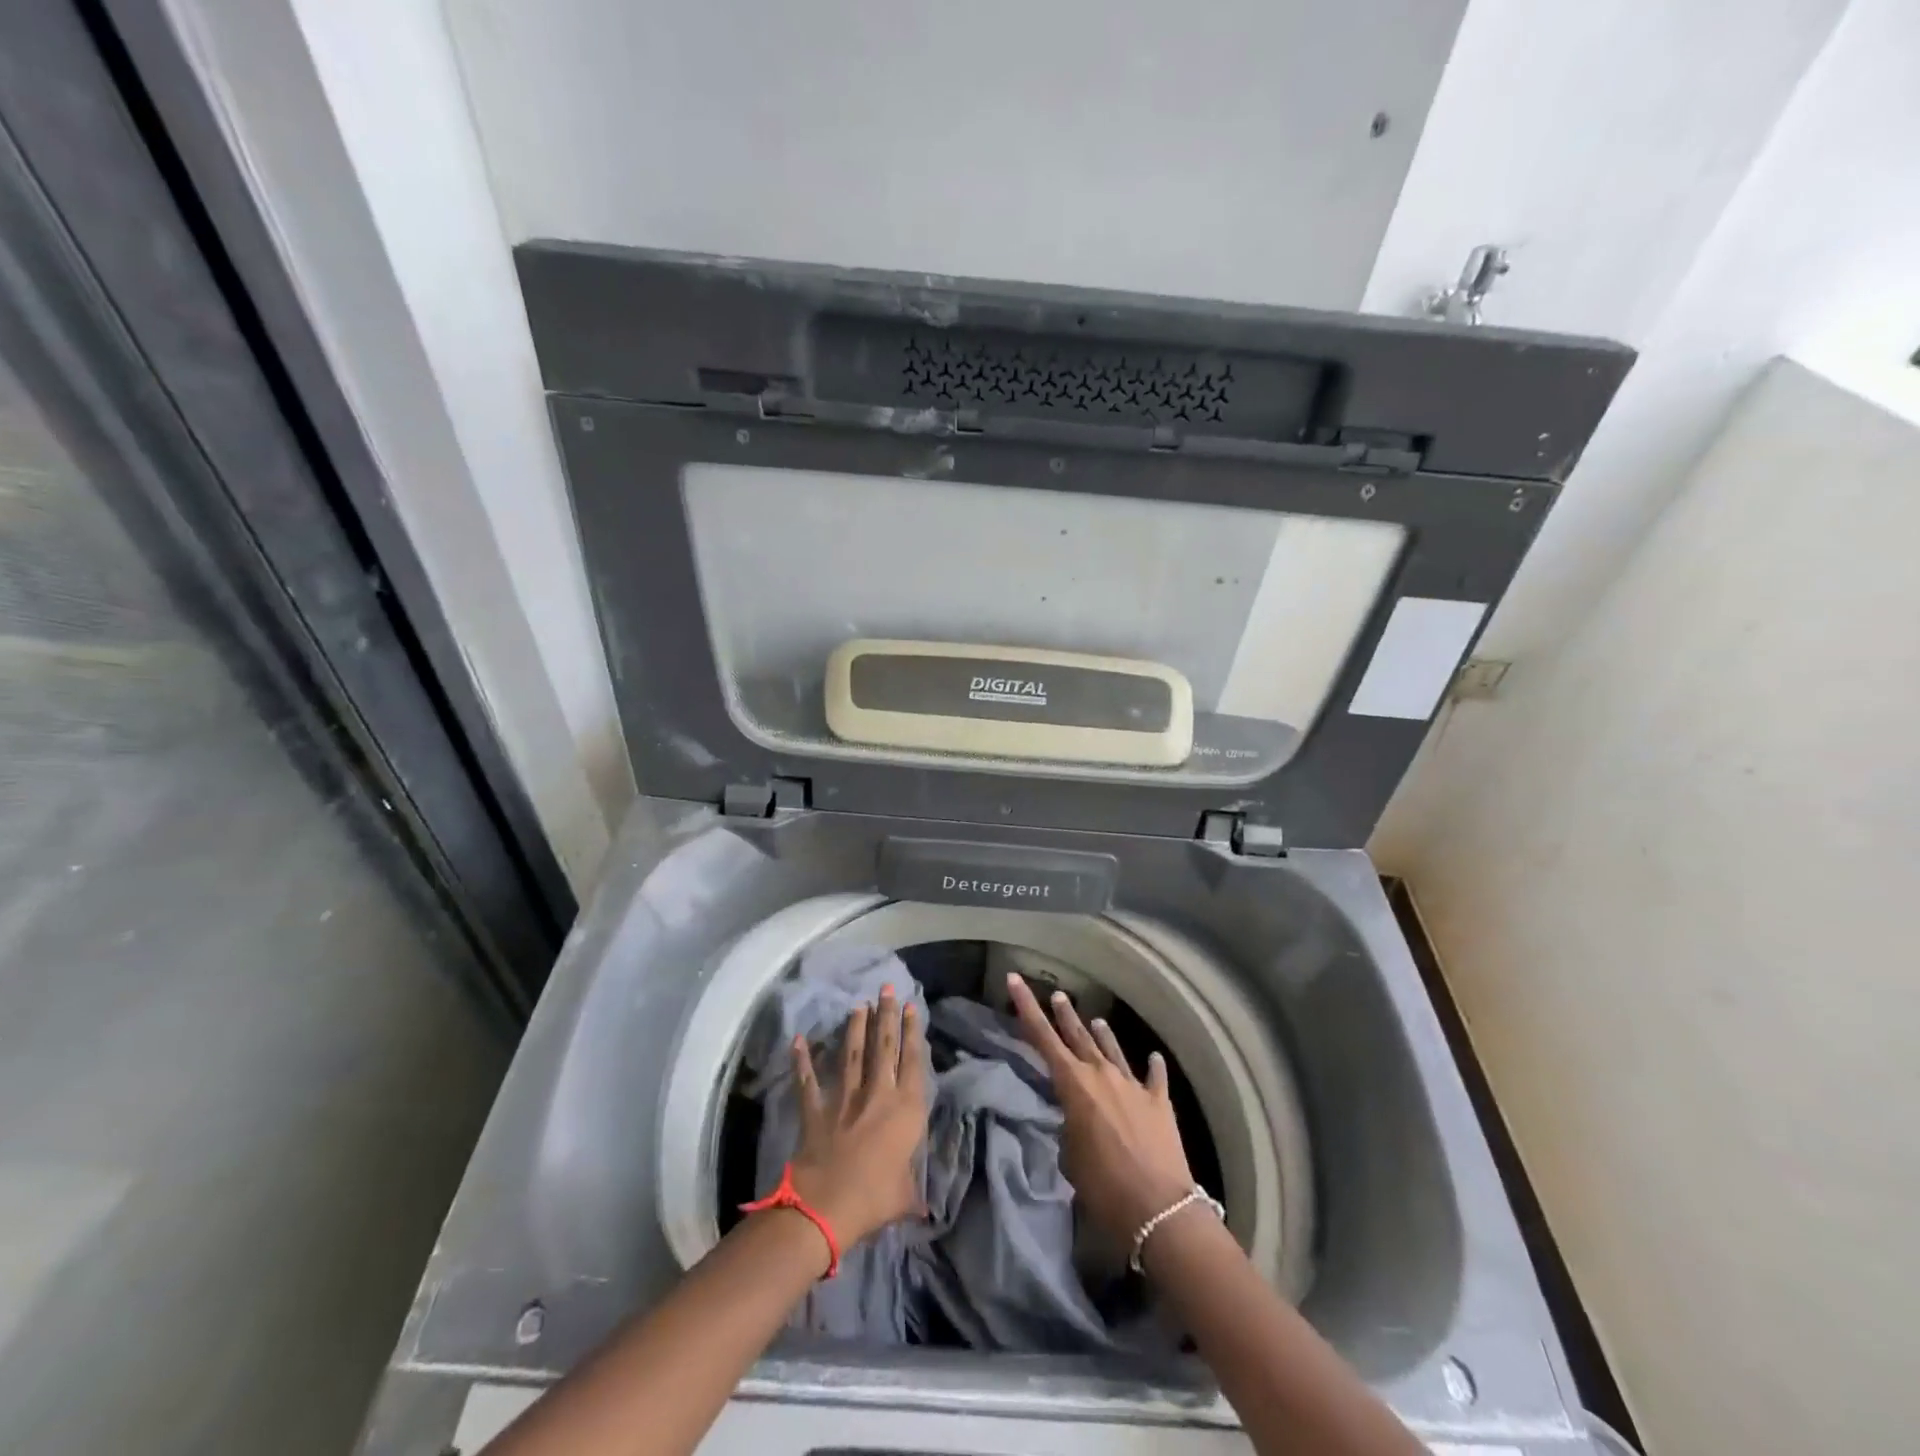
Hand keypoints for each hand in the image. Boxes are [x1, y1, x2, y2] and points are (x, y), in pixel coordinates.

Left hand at [787, 986, 928, 1248]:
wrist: (827, 1206)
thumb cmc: (875, 1199)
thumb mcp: (906, 1197)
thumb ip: (914, 1192)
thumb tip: (926, 1209)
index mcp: (905, 1110)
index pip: (913, 1061)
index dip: (913, 1032)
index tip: (911, 1007)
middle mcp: (877, 1094)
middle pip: (884, 1047)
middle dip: (886, 1015)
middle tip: (887, 989)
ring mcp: (844, 1097)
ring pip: (851, 1053)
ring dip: (855, 1027)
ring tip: (858, 1004)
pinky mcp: (816, 1108)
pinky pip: (808, 1080)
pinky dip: (802, 1060)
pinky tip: (798, 1039)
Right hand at [1006, 973, 1198, 1246]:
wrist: (1159, 1208)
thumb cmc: (1103, 1186)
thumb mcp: (1070, 1156)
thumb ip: (1070, 1127)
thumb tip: (1078, 1119)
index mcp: (1074, 1084)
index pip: (1042, 1037)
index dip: (1026, 1007)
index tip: (1015, 978)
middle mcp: (1102, 1074)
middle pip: (1078, 1036)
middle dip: (1065, 1015)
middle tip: (1058, 995)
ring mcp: (1133, 1085)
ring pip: (1113, 1050)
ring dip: (1102, 1035)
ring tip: (1096, 1020)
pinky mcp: (1159, 1102)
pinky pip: (1154, 1077)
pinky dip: (1152, 1067)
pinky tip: (1154, 1057)